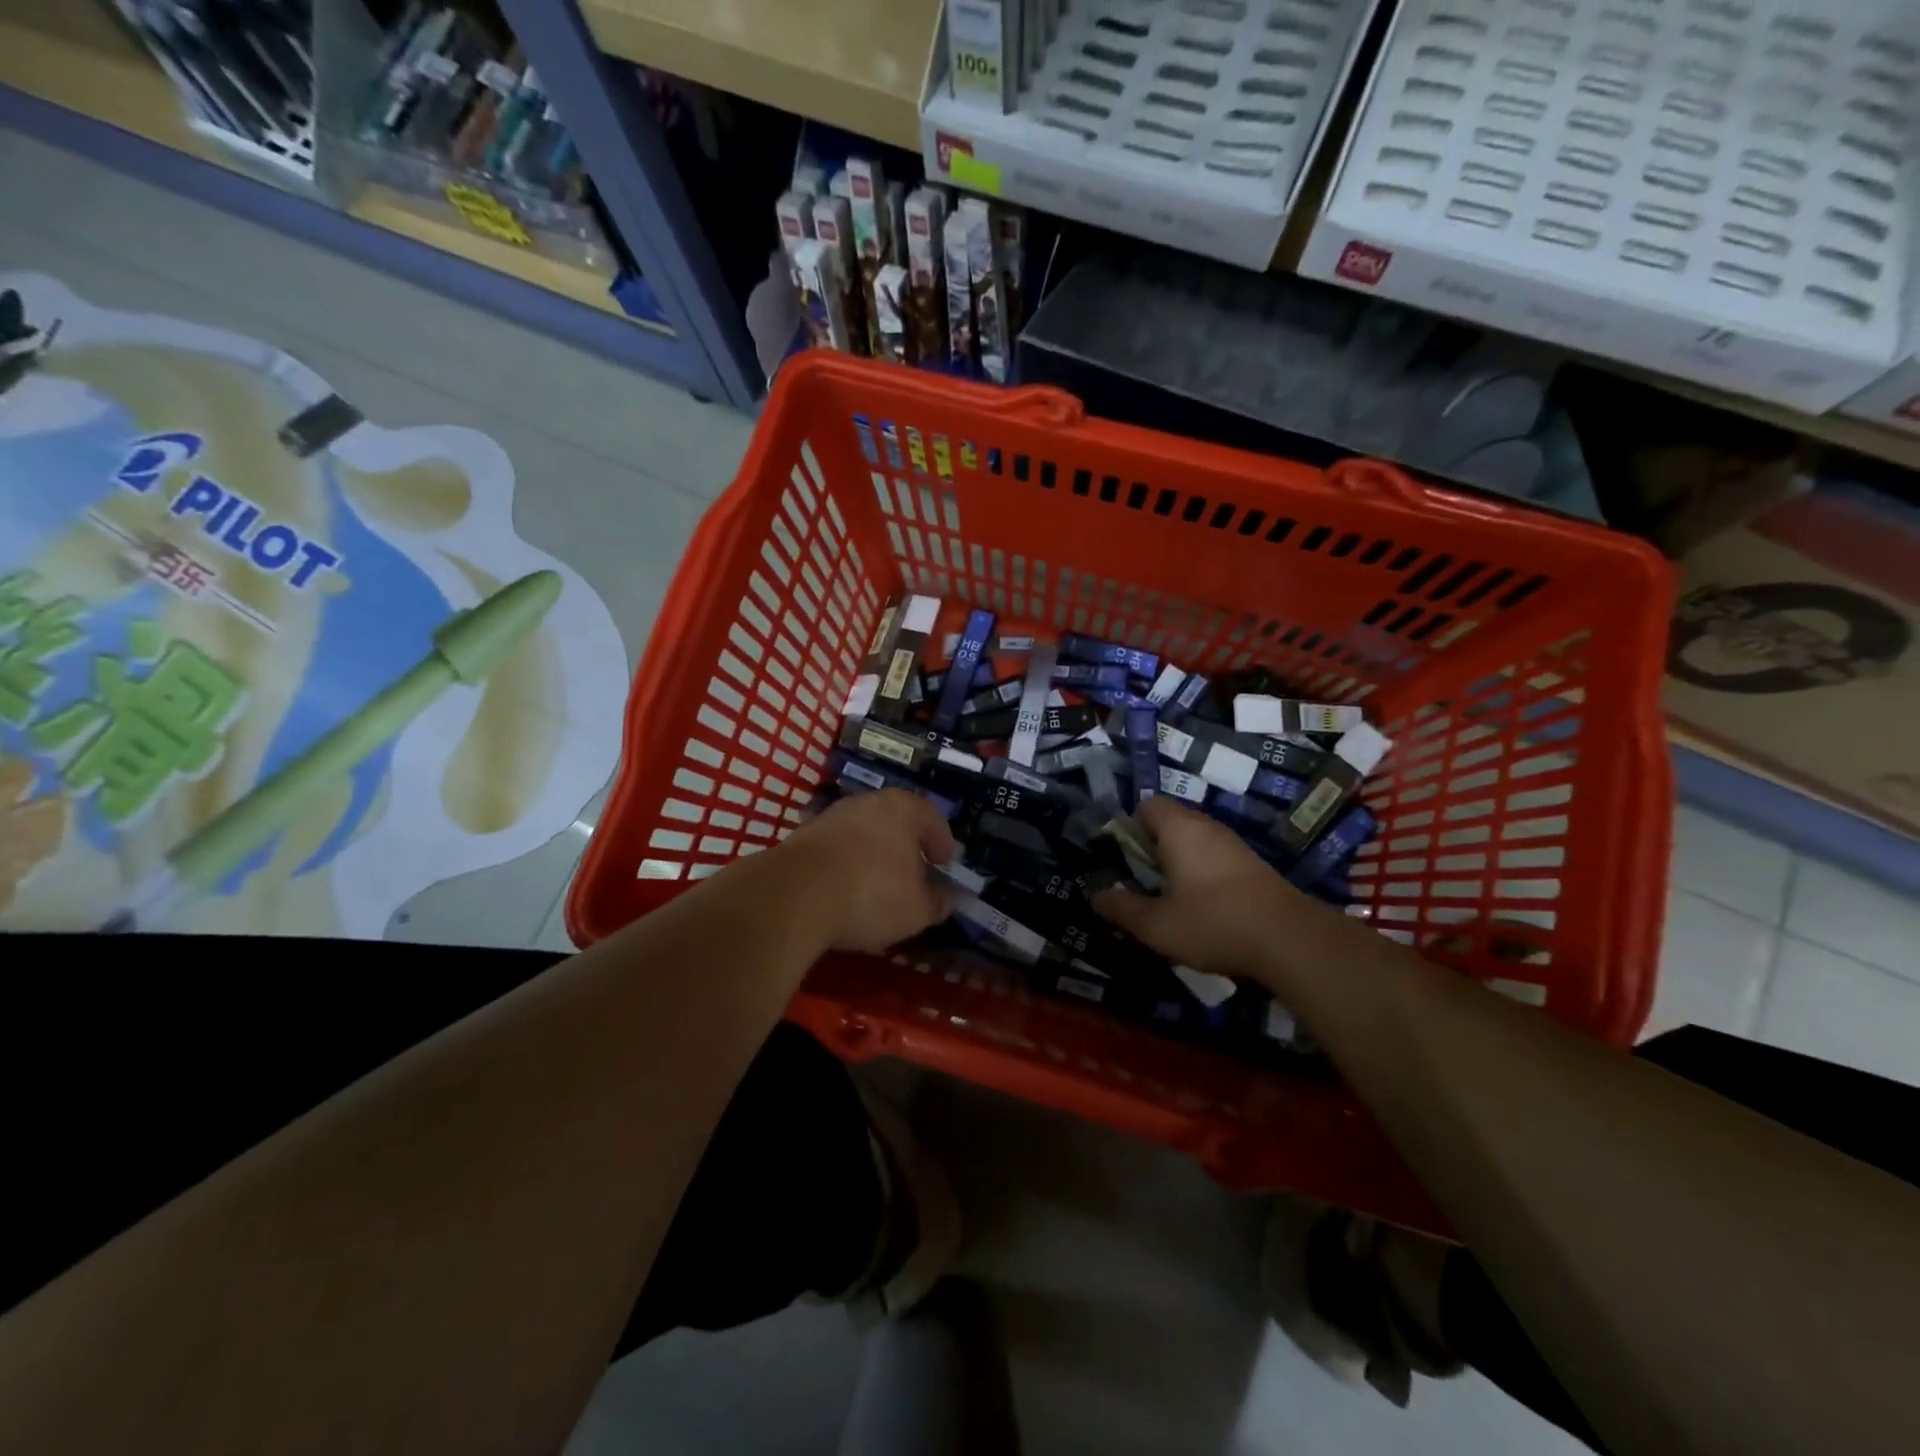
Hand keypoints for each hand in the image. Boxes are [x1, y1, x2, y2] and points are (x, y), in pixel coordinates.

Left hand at [773, 790, 956, 953]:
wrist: (794, 895)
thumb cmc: (871, 894)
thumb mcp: (917, 909)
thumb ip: (938, 902)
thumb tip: (948, 898)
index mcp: (903, 809)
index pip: (932, 818)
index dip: (942, 843)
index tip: (944, 865)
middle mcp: (868, 802)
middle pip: (896, 821)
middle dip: (907, 847)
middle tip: (914, 873)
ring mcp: (832, 816)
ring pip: (864, 832)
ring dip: (874, 854)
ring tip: (878, 885)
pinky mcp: (803, 835)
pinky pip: (838, 847)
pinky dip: (847, 863)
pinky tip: (846, 889)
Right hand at [1091, 798, 1299, 977]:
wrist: (1289, 939)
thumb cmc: (1212, 922)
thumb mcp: (1155, 925)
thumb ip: (1121, 909)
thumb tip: (1096, 897)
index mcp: (1179, 829)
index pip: (1147, 806)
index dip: (1130, 829)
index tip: (1126, 862)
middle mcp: (1207, 827)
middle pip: (1170, 824)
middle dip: (1152, 851)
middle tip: (1144, 886)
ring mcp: (1234, 845)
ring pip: (1195, 843)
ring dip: (1179, 865)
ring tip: (1171, 902)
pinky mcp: (1253, 865)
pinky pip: (1215, 859)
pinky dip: (1204, 876)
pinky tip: (1205, 911)